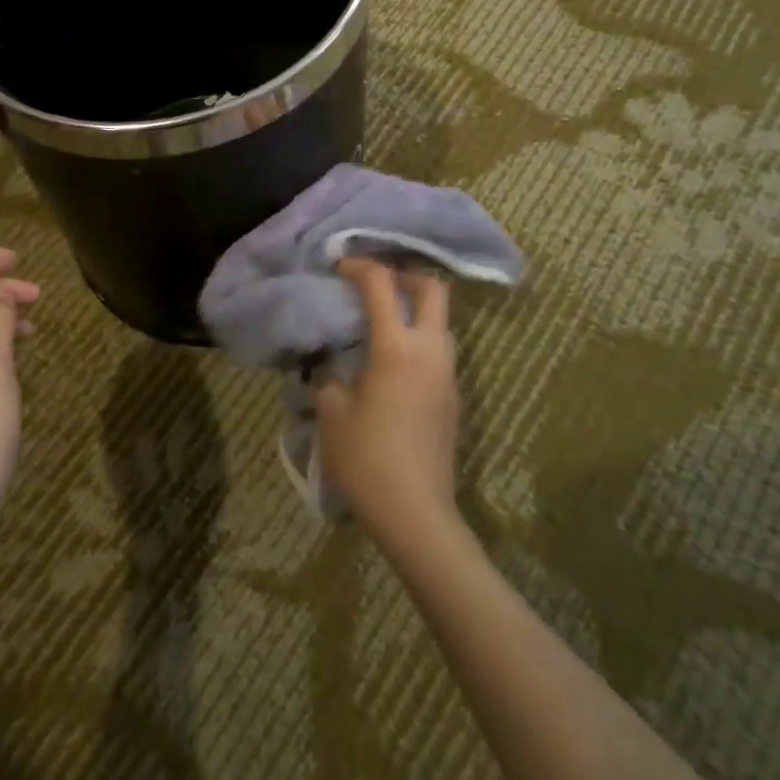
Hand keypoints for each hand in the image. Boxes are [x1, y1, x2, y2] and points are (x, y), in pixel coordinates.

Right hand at [316, 258, 461, 542]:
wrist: (416, 513)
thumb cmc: (366, 458)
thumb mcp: (331, 411)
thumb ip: (327, 375)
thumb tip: (327, 362)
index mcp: (396, 347)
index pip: (382, 284)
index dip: (359, 267)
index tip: (339, 268)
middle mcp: (430, 352)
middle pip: (433, 289)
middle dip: (405, 275)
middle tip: (374, 283)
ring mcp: (447, 375)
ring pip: (442, 320)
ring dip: (415, 307)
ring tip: (381, 318)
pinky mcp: (453, 397)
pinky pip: (440, 349)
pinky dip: (419, 336)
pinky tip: (392, 358)